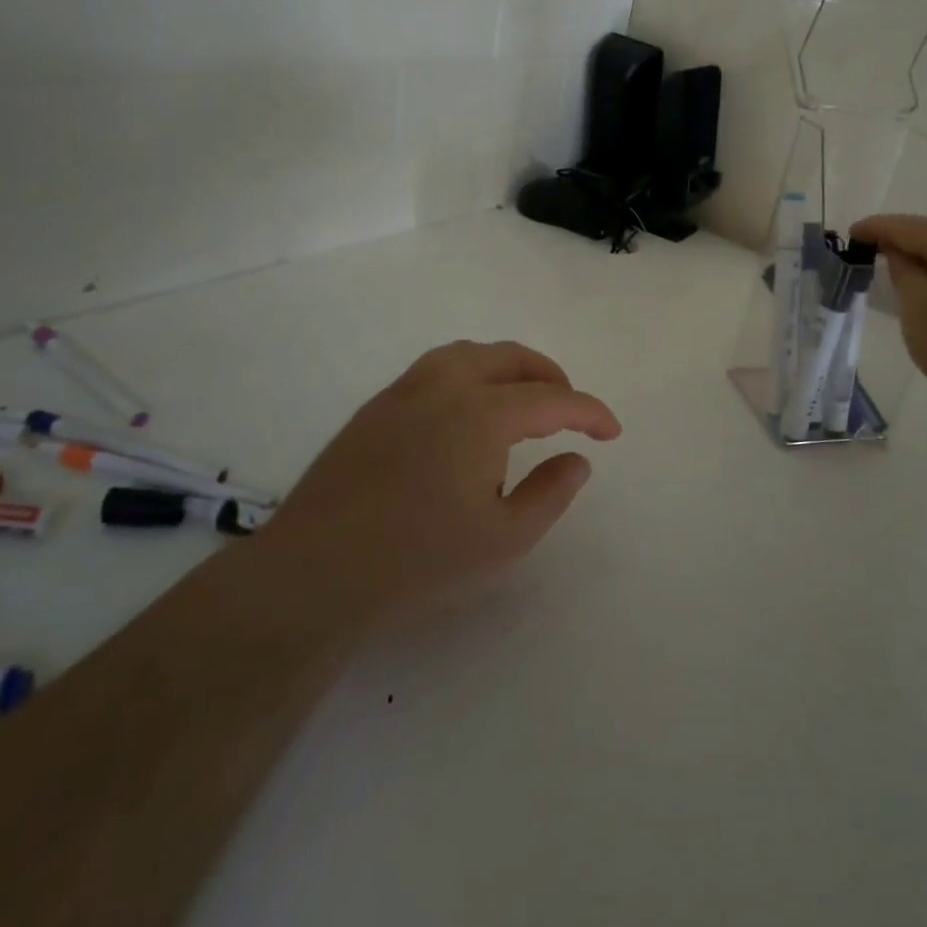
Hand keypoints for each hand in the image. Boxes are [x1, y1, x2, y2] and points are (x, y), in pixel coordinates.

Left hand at [266, 341, 621, 625]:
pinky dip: (471, 375)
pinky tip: (468, 415)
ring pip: (470, 354)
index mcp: (482, 413)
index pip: (553, 399)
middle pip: (511, 359)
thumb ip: (551, 493)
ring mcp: (404, 391)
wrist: (315, 572)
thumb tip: (577, 460)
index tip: (611, 432)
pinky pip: (437, 369)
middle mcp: (445, 385)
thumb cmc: (419, 561)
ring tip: (523, 402)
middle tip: (570, 411)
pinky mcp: (376, 406)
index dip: (590, 412)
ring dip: (508, 369)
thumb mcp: (504, 540)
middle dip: (550, 378)